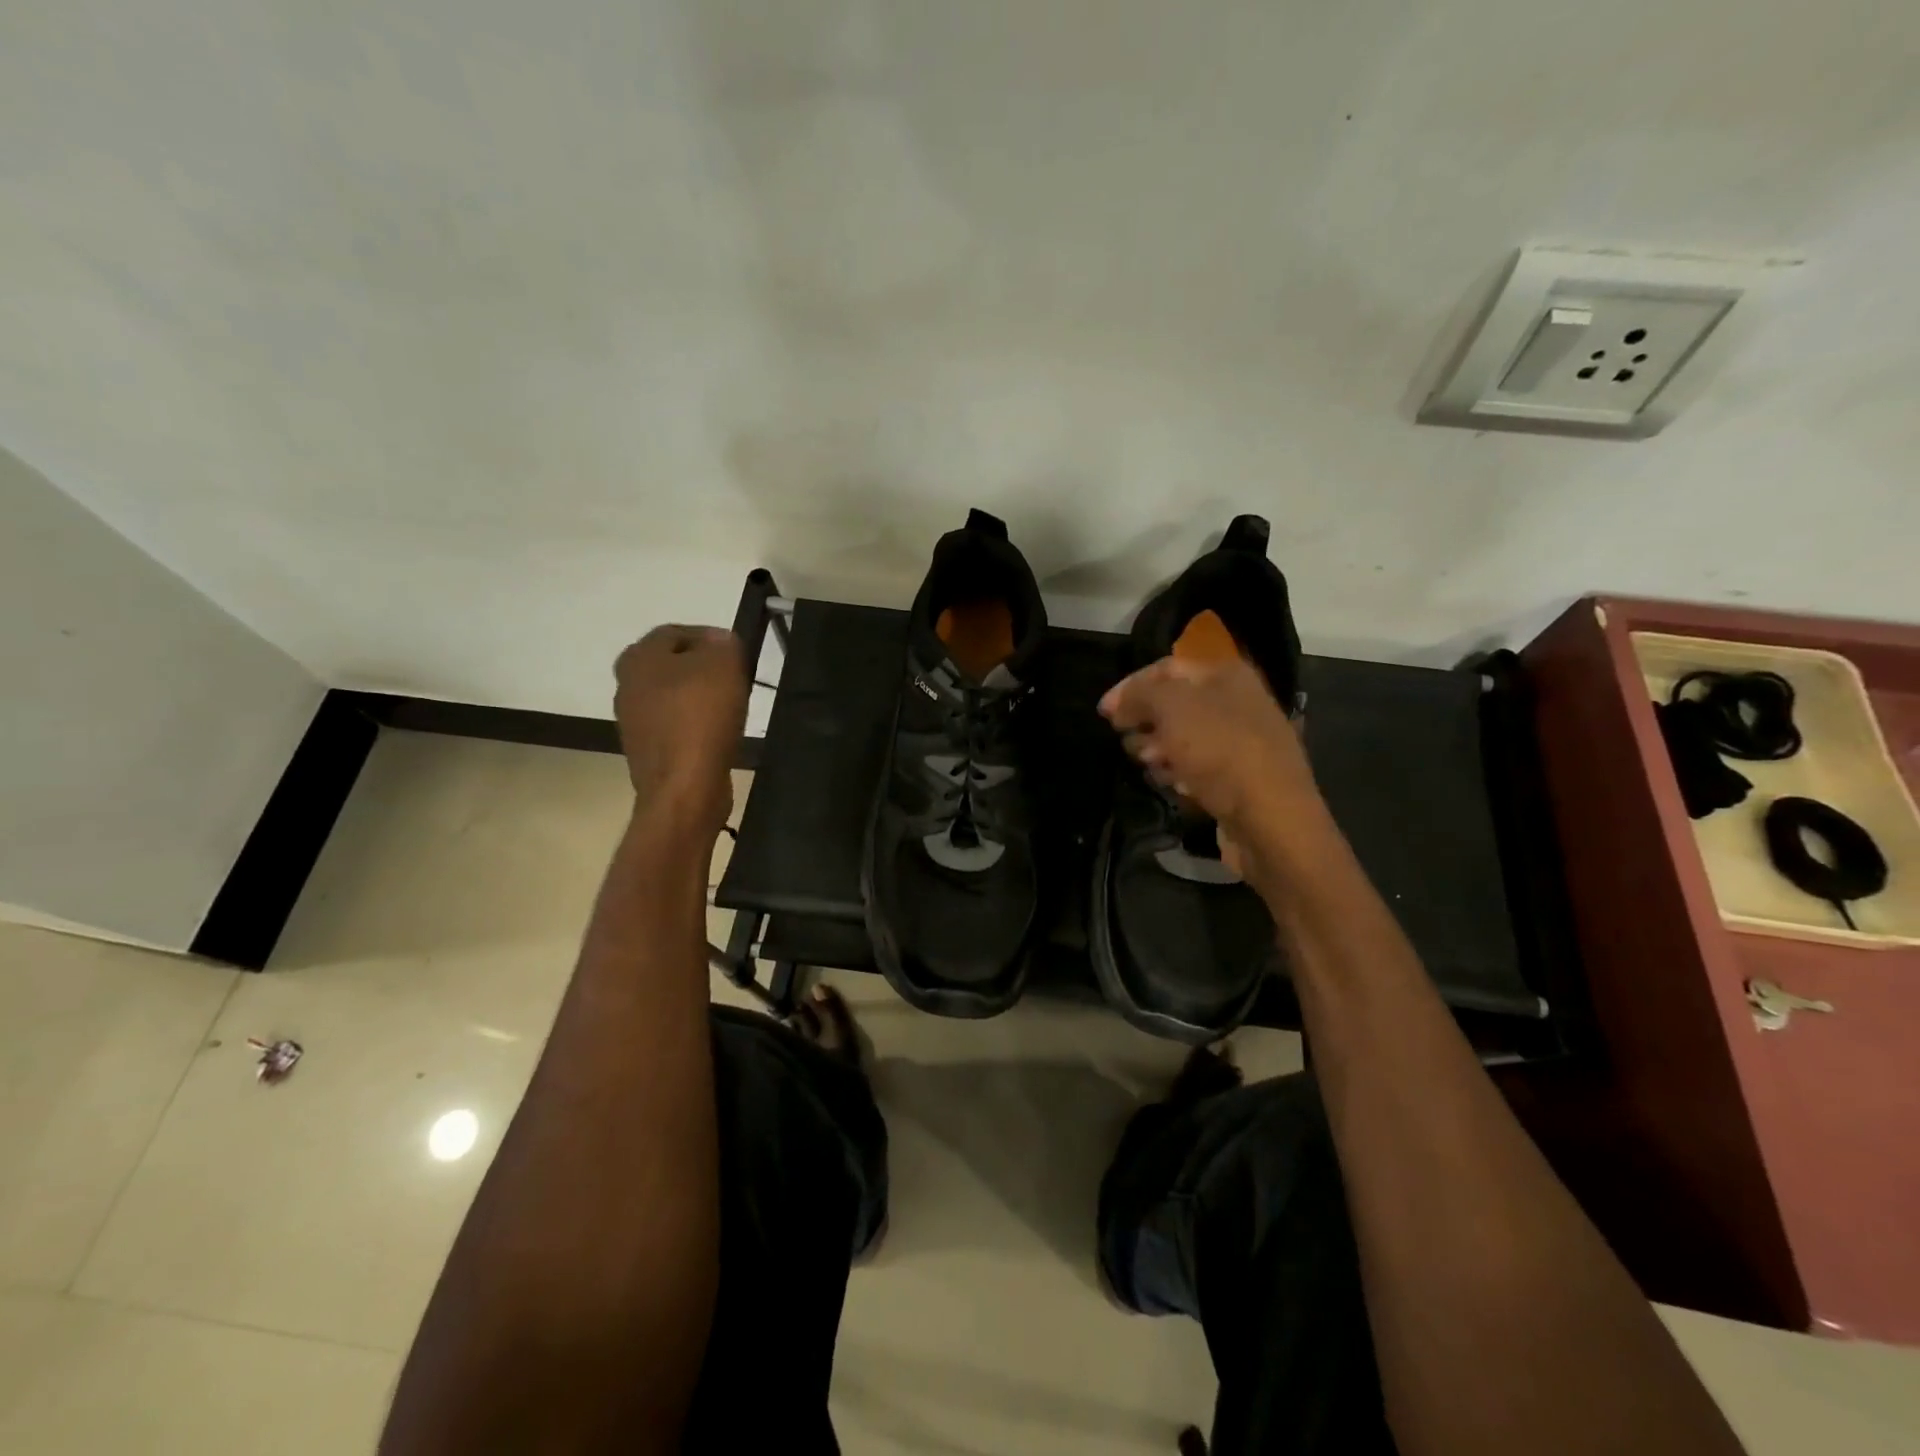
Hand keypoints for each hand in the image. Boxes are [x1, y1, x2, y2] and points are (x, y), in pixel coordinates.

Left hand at [613, 625, 747, 832]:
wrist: (684, 788)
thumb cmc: (701, 717)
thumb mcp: (723, 664)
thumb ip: (723, 643)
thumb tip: (719, 642)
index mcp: (638, 657)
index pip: (676, 632)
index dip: (711, 637)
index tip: (738, 653)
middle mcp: (626, 685)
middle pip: (673, 665)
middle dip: (705, 668)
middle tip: (737, 678)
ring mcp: (634, 721)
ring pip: (674, 696)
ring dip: (702, 698)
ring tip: (732, 706)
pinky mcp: (648, 750)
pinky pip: (676, 726)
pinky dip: (697, 725)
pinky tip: (719, 733)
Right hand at [1099, 655, 1327, 878]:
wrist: (1272, 820)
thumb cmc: (1220, 753)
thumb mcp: (1172, 709)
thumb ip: (1139, 695)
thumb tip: (1118, 703)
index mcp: (1226, 675)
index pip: (1166, 668)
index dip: (1130, 686)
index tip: (1103, 713)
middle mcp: (1237, 702)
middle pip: (1173, 704)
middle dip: (1145, 722)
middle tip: (1129, 742)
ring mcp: (1241, 741)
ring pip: (1182, 738)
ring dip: (1159, 750)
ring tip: (1151, 766)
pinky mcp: (1239, 778)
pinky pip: (1197, 767)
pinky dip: (1180, 773)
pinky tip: (1175, 786)